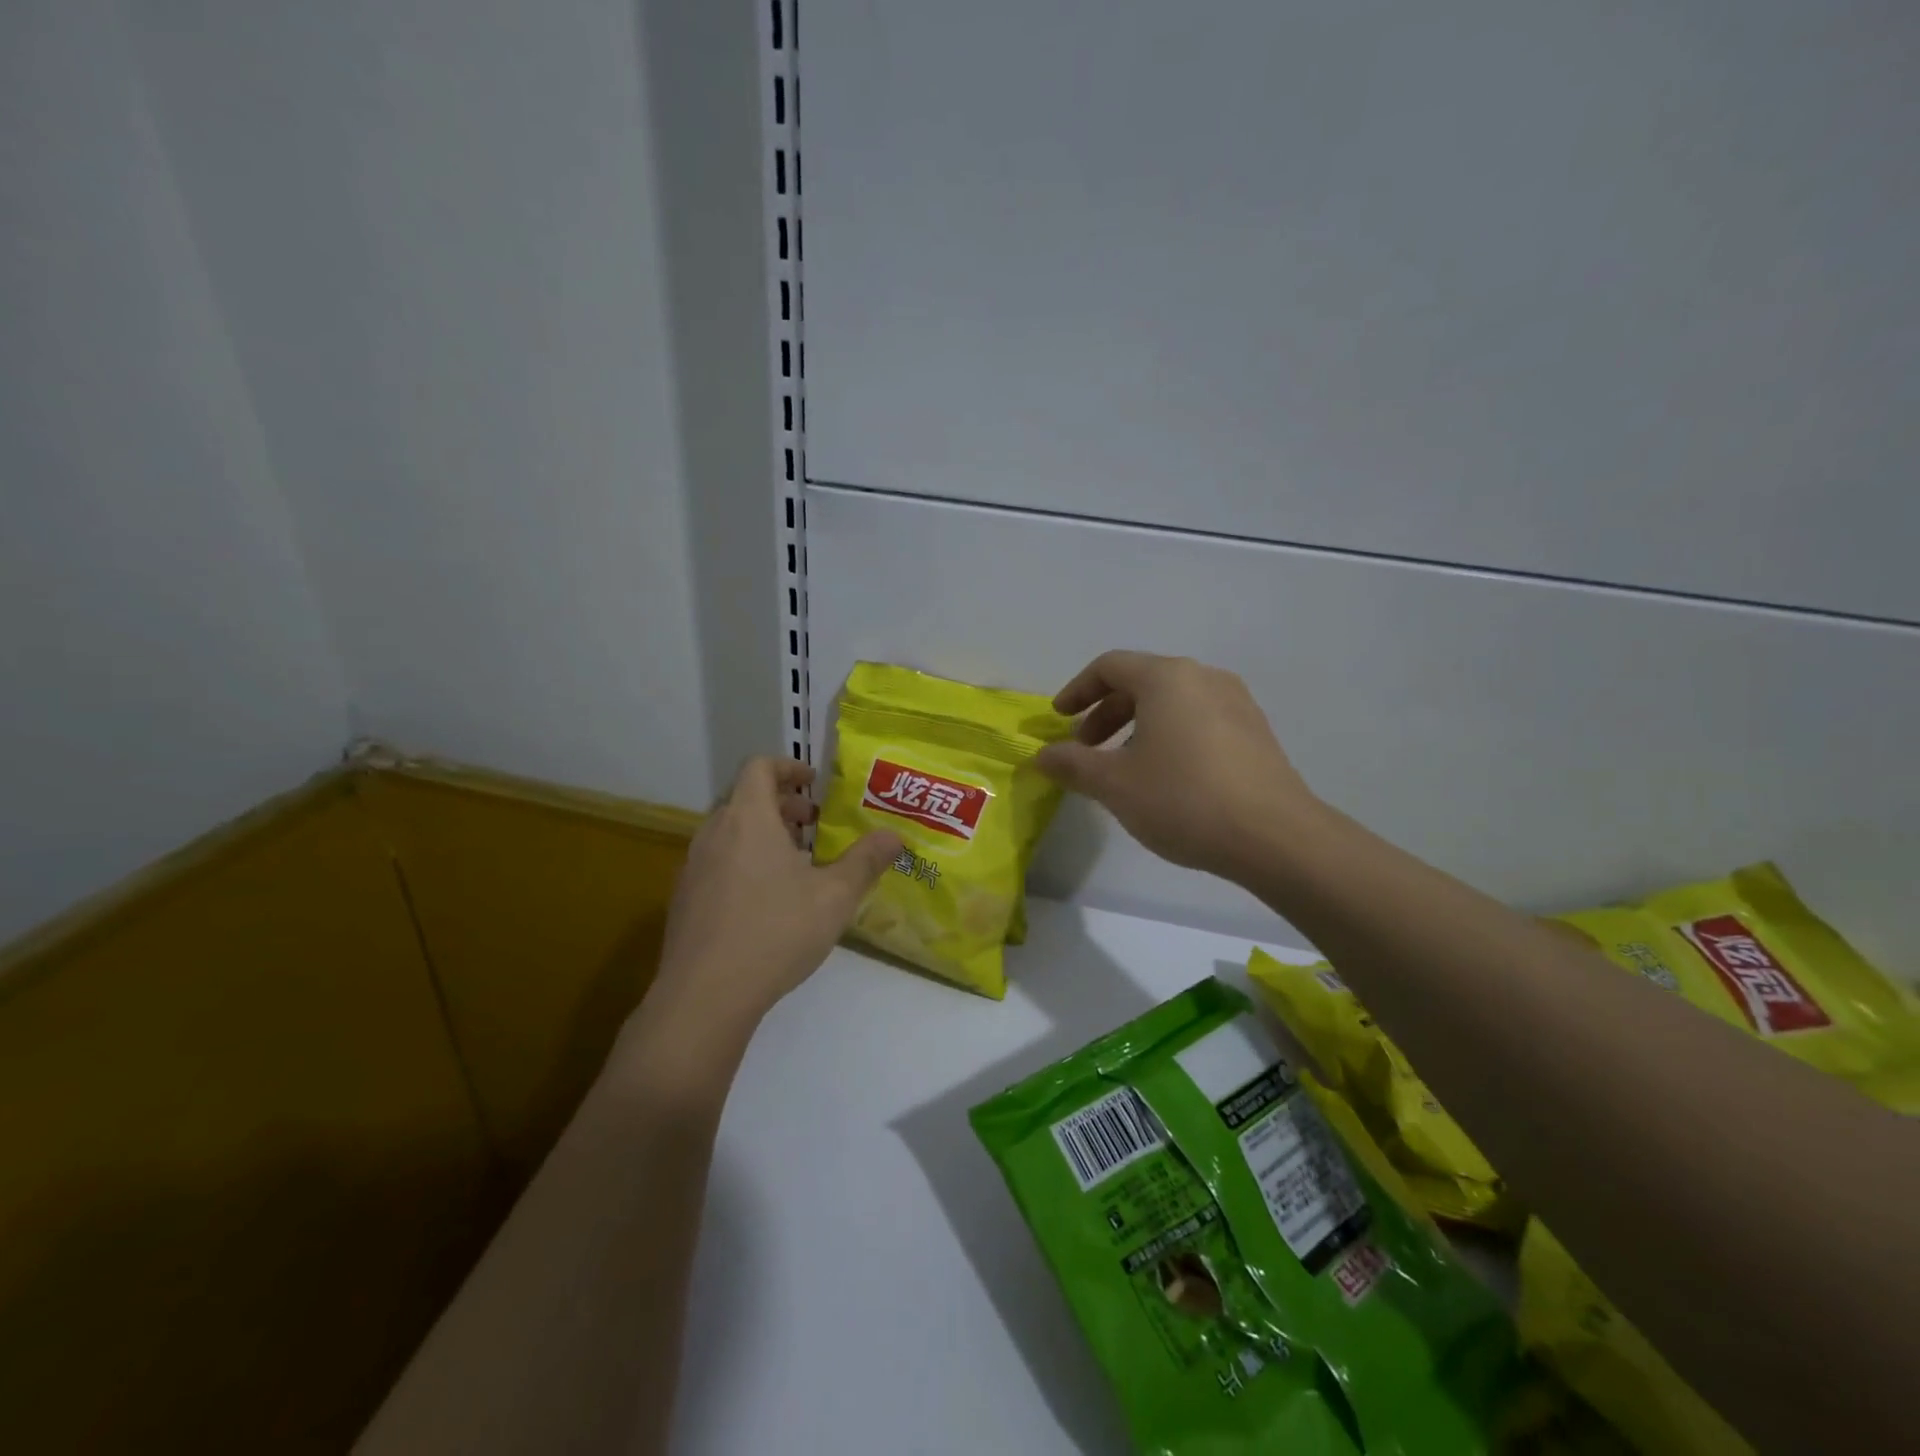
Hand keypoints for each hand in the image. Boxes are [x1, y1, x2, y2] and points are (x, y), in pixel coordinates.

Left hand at [643, 758, 900, 1051]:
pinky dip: (742, 861)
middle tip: (813, 825)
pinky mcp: (684, 899)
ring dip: (762, 834)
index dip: (788, 766)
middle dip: (781, 804)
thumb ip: (866, 861)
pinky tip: (766, 901)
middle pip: (744, 798)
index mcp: (748, 818)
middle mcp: (714, 833)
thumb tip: (894, 836)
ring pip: (729, 832)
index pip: (759, 767)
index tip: (813, 783)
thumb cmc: (775, 932)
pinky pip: (716, 861)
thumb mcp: (834, 897)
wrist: (704, 996)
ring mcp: (693, 867)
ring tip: (794, 864)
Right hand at [1036, 652, 1320, 881]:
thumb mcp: (1114, 784)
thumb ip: (1071, 764)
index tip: (1059, 719)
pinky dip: (1169, 735)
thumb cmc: (1183, 799)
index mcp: (1167, 678)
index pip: (1109, 666)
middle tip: (1085, 749)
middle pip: (1141, 681)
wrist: (1275, 837)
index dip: (1077, 690)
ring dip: (1136, 726)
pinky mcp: (1255, 732)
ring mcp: (1236, 703)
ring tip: (1123, 767)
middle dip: (1105, 713)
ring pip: (1171, 702)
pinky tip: (1165, 777)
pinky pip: (1198, 719)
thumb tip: (1041, 755)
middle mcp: (1204, 677)